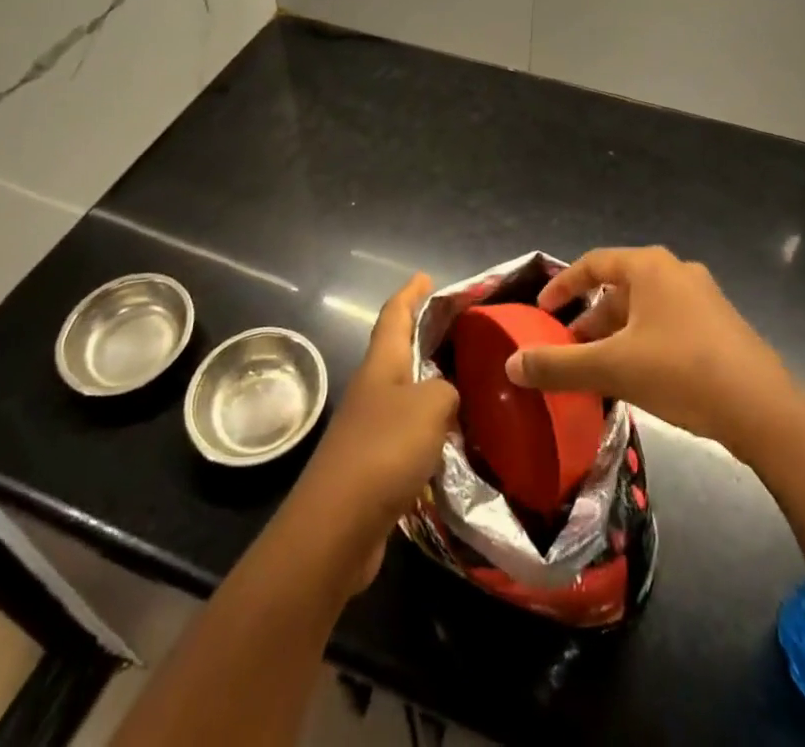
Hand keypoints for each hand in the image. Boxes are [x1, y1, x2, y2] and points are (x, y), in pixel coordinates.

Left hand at [291, 273, 457, 591]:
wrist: (337, 526)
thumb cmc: (383, 450)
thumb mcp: (430, 407)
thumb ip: (447, 391)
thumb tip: (447, 397)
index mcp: (382, 364)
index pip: (395, 315)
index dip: (411, 293)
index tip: (426, 276)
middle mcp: (373, 389)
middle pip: (399, 351)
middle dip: (425, 337)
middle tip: (461, 332)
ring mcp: (369, 427)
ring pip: (405, 393)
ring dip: (430, 385)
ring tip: (467, 383)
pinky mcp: (373, 464)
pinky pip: (408, 432)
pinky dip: (429, 428)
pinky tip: (453, 439)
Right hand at [505, 247, 800, 459]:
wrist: (764, 411)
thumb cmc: (682, 372)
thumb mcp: (613, 368)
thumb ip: (559, 365)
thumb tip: (511, 365)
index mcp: (649, 267)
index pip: (593, 264)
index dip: (563, 285)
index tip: (542, 311)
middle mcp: (676, 272)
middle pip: (619, 287)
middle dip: (590, 318)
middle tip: (569, 348)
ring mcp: (703, 298)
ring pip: (645, 308)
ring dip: (616, 333)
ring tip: (599, 368)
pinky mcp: (720, 326)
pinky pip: (668, 324)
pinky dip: (644, 341)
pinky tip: (639, 377)